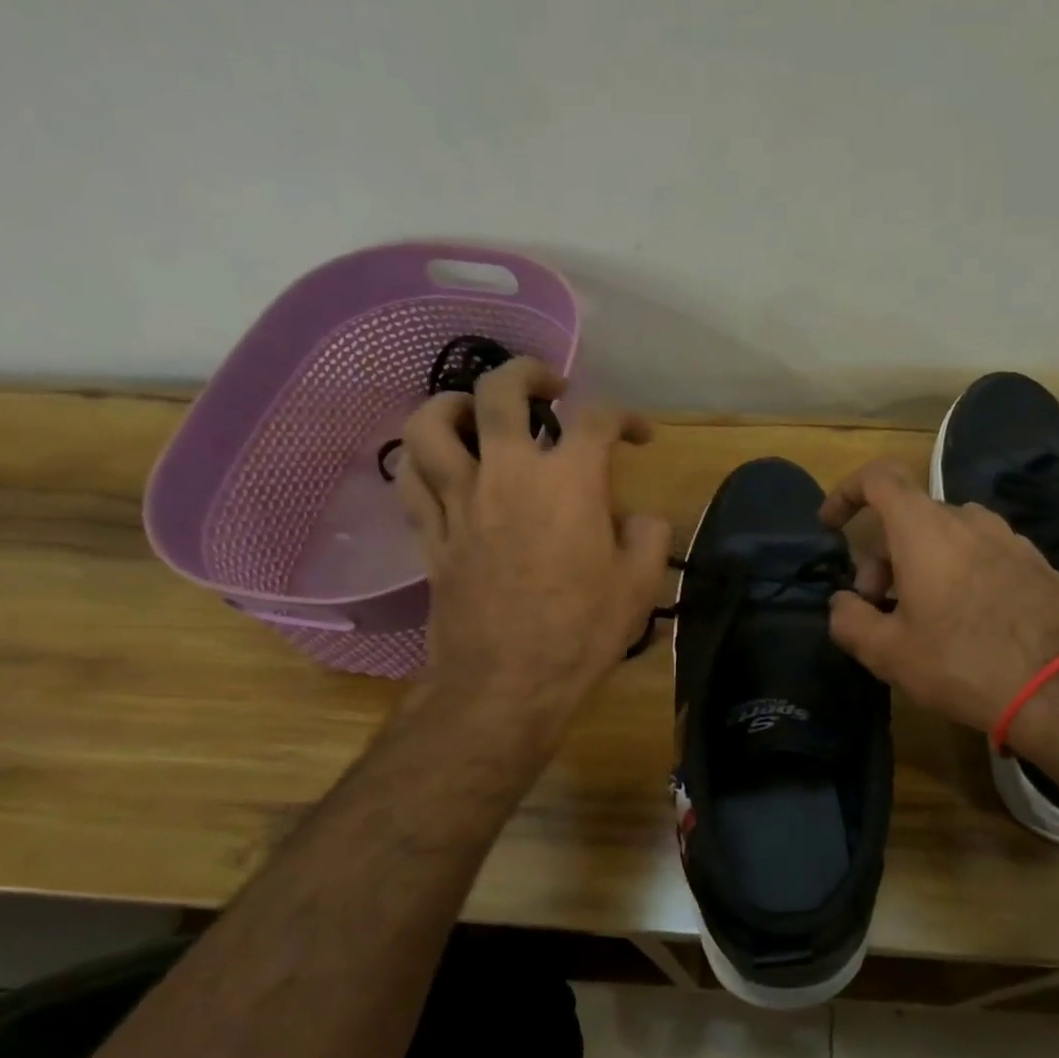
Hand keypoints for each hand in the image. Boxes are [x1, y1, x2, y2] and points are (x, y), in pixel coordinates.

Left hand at [394, 358, 669, 755]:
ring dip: (455, 403)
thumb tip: (638, 518)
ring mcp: (460, 501)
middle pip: (500, 392)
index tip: (638, 436)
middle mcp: (508, 474)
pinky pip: (410, 478)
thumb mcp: (638, 585)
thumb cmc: (580, 632)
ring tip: (477, 413)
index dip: (625, 417)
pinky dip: (422, 458)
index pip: (597, 420)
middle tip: (549, 386)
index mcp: (569, 482)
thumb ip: (647, 536)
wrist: (506, 684)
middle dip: (528, 373)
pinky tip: (441, 464)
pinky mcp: (431, 533)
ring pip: (433, 423)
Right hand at [819, 458, 1058, 732]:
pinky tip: (967, 621)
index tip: (831, 526)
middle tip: (877, 607)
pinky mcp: (1037, 563)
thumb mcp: (888, 652)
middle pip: (909, 517)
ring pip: (947, 536)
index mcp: (924, 529)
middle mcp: (968, 520)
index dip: (847, 492)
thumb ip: (850, 620)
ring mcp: (1009, 538)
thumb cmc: (962, 663)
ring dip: (921, 564)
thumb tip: (842, 603)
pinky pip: (982, 554)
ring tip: (921, 615)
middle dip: (881, 555)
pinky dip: (959, 572)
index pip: (878, 478)